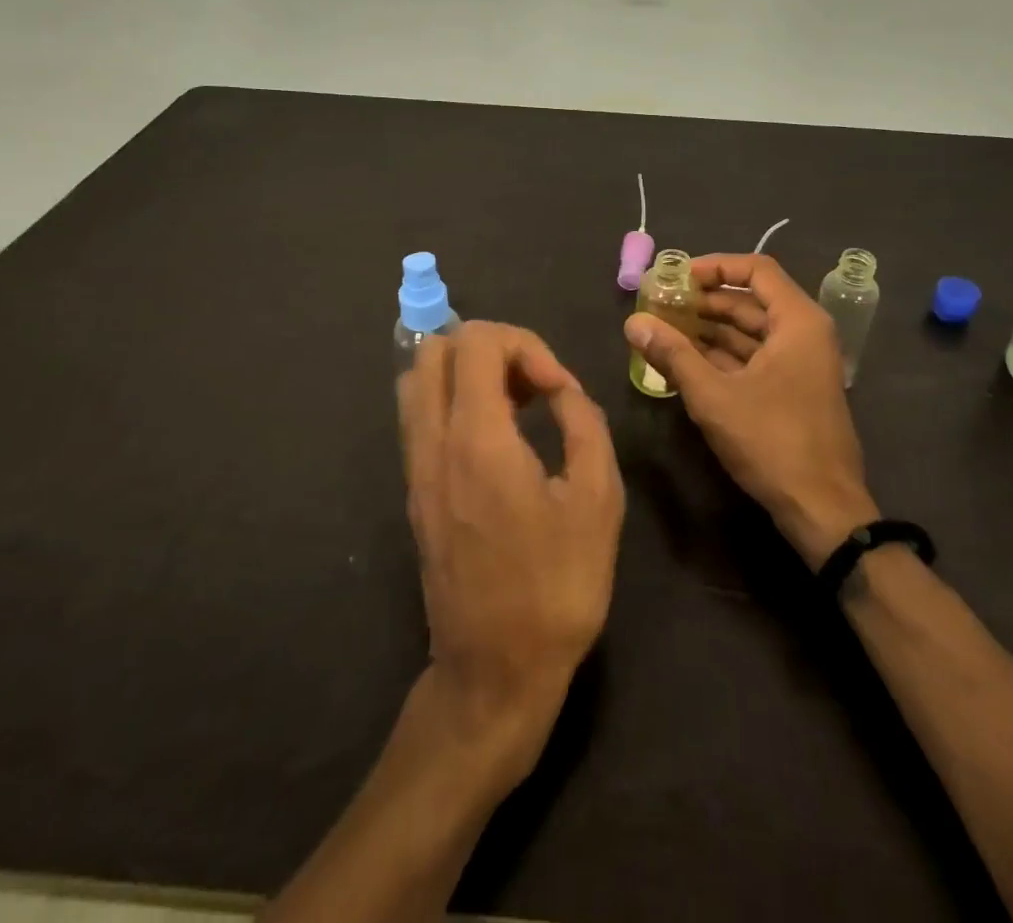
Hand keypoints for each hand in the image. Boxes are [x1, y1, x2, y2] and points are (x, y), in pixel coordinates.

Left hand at [398, 321, 623, 785]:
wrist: (494, 672)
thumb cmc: (556, 588)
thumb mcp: (598, 500)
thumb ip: (583, 423)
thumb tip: (561, 389)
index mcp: (477, 441)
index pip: (476, 342)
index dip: (525, 345)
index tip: (558, 389)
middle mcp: (433, 443)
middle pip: (436, 348)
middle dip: (492, 348)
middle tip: (534, 384)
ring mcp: (416, 468)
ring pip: (419, 379)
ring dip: (468, 371)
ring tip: (517, 403)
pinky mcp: (414, 490)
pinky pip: (420, 414)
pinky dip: (454, 398)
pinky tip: (498, 434)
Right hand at [624, 253, 878, 565]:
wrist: (823, 509)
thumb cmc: (772, 442)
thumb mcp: (714, 396)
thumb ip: (673, 355)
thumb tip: (633, 323)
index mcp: (798, 321)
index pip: (756, 269)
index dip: (714, 266)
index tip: (677, 276)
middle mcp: (804, 334)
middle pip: (750, 300)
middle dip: (704, 301)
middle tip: (660, 305)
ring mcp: (800, 364)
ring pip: (750, 331)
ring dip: (709, 329)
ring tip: (664, 331)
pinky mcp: (793, 390)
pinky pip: (754, 357)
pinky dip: (722, 355)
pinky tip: (685, 362)